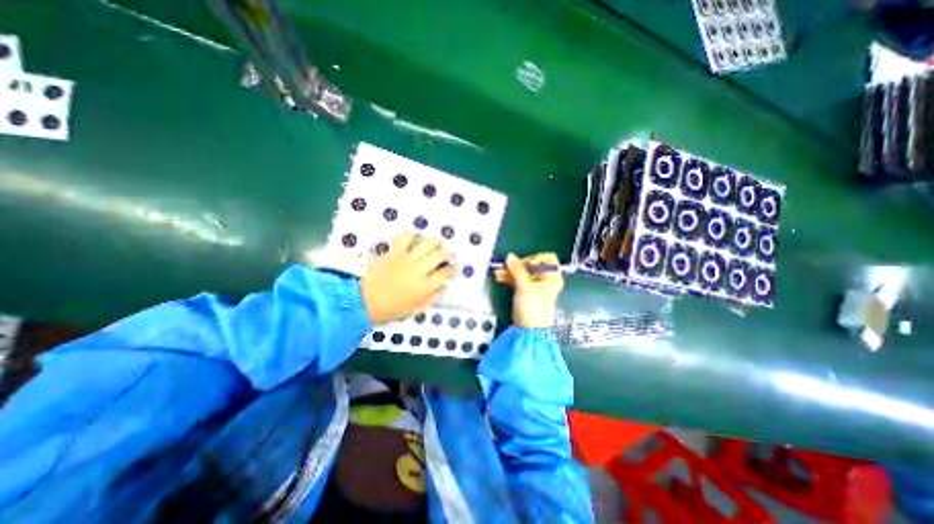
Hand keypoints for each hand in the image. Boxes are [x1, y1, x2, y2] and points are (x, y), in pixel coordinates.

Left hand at [360, 234, 456, 322]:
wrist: (366, 302)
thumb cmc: (393, 308)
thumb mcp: (418, 308)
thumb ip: (434, 297)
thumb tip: (445, 286)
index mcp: (426, 286)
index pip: (446, 272)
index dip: (452, 268)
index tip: (452, 267)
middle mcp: (419, 270)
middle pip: (440, 254)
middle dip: (447, 253)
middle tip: (447, 254)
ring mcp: (406, 259)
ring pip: (428, 244)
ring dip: (435, 242)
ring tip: (436, 244)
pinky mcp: (394, 252)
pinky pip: (406, 238)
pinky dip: (413, 235)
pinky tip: (416, 238)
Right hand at [491, 249, 564, 325]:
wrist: (529, 330)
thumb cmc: (533, 310)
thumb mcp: (524, 286)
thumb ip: (517, 269)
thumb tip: (510, 257)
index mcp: (553, 277)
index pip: (547, 258)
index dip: (534, 258)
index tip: (523, 263)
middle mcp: (546, 280)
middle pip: (532, 265)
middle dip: (518, 265)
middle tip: (507, 266)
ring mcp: (536, 286)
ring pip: (524, 273)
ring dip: (511, 271)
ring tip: (499, 272)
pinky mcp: (528, 292)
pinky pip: (519, 280)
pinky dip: (511, 278)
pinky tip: (501, 277)